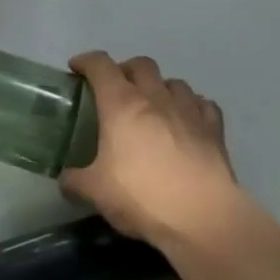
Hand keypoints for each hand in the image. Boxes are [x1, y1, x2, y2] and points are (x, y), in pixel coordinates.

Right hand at [62, 52, 242, 251]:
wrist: (203, 218)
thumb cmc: (143, 197)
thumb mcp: (96, 192)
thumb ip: (75, 181)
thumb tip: (65, 179)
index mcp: (121, 104)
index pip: (100, 65)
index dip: (86, 61)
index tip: (77, 68)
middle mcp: (155, 97)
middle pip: (140, 64)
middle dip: (125, 70)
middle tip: (116, 90)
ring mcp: (188, 110)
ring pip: (174, 81)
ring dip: (160, 87)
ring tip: (154, 106)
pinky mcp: (214, 129)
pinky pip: (203, 104)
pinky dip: (192, 106)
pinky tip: (187, 121)